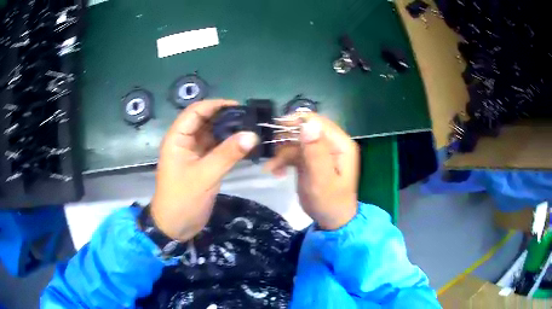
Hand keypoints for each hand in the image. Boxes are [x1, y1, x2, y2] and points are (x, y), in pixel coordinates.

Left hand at [151, 100, 258, 240]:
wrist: (176, 226)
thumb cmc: (182, 199)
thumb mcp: (204, 176)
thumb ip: (227, 154)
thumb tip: (252, 134)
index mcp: (177, 138)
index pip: (195, 111)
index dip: (216, 105)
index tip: (239, 106)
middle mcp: (185, 141)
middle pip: (205, 121)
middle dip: (225, 117)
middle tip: (250, 118)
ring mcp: (194, 153)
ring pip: (212, 135)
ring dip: (229, 131)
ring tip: (251, 129)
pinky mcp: (203, 165)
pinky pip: (217, 149)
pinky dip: (229, 146)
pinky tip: (245, 145)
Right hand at [265, 113, 359, 229]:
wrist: (331, 220)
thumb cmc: (330, 203)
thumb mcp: (322, 180)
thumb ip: (316, 153)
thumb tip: (308, 124)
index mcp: (340, 144)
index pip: (316, 121)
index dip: (295, 122)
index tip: (276, 132)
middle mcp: (331, 143)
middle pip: (304, 128)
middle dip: (285, 139)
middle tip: (272, 154)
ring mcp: (320, 150)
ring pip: (295, 140)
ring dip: (281, 152)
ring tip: (272, 168)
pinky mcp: (310, 159)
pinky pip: (293, 152)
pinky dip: (282, 160)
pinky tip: (276, 172)